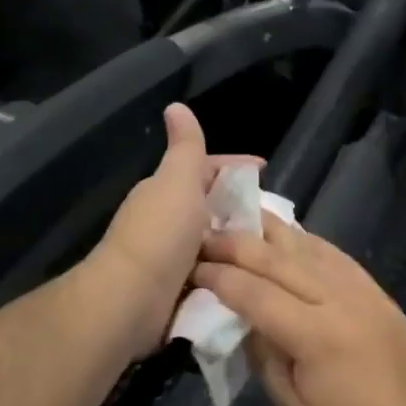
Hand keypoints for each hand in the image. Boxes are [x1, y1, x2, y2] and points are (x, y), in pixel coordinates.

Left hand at [87, 105, 259, 355]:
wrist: (129, 300)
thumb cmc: (160, 234)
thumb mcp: (178, 180)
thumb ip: (185, 146)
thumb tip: (175, 105)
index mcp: (166, 190)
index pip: (207, 168)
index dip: (236, 167)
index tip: (267, 172)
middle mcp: (166, 218)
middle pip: (211, 204)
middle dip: (242, 207)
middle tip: (276, 217)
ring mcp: (170, 254)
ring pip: (213, 239)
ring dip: (237, 241)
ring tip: (271, 246)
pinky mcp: (176, 287)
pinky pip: (210, 269)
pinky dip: (228, 268)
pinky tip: (251, 273)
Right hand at [194, 217, 405, 405]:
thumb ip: (265, 359)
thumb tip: (245, 321)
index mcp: (313, 334)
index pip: (254, 293)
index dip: (220, 278)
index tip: (192, 267)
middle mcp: (336, 299)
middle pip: (277, 260)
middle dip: (236, 244)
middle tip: (205, 234)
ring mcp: (359, 288)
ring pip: (306, 247)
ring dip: (269, 230)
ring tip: (239, 215)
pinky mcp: (374, 288)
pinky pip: (333, 253)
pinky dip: (306, 240)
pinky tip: (287, 233)